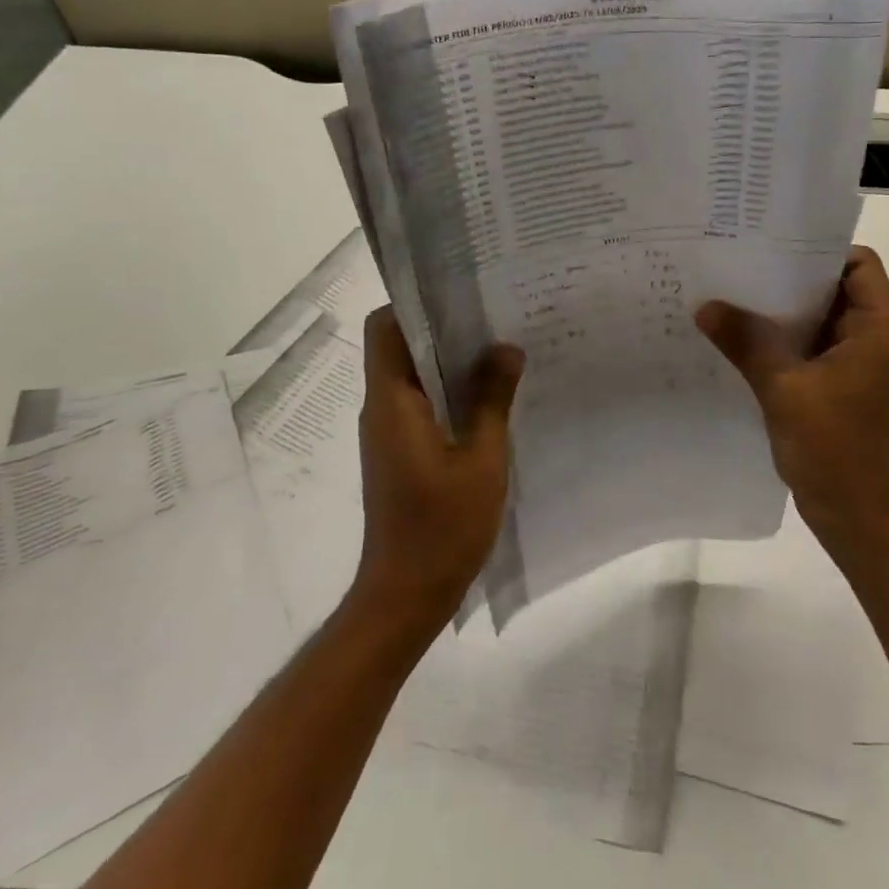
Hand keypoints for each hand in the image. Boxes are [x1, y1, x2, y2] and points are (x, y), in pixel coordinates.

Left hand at [354, 308, 523, 631]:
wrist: (406, 596)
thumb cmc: (441, 527)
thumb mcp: (481, 460)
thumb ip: (492, 400)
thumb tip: (506, 348)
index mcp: (392, 402)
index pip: (385, 328)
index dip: (416, 303)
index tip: (461, 292)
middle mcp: (382, 409)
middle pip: (401, 347)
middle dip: (445, 327)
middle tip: (496, 315)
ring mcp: (390, 432)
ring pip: (414, 375)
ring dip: (451, 361)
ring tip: (502, 349)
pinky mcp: (401, 452)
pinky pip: (422, 403)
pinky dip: (451, 391)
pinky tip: (492, 396)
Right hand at [696, 245, 888, 551]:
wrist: (853, 512)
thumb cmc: (832, 445)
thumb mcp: (783, 387)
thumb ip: (745, 342)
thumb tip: (705, 306)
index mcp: (876, 328)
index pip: (859, 264)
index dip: (821, 250)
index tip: (773, 246)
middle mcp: (870, 338)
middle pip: (834, 287)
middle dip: (789, 277)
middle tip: (739, 265)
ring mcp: (852, 363)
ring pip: (816, 318)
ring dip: (780, 311)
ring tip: (732, 296)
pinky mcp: (834, 385)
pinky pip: (806, 346)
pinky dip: (779, 339)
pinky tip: (739, 338)